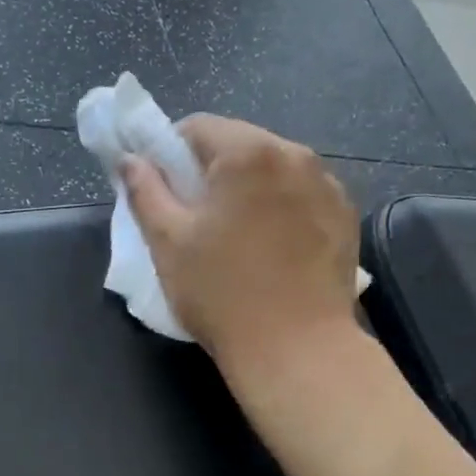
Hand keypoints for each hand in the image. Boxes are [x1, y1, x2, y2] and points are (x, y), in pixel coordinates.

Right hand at [121, 114, 360, 377]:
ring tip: (233, 234)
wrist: (296, 349)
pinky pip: (300, 194)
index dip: (168, 152)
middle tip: (192, 216)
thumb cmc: (221, 291)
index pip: (197, 126)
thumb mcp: (167, 241)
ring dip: (246, 187)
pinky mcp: (345, 216)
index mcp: (248, 153)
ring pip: (271, 169)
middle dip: (209, 170)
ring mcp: (327, 185)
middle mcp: (295, 155)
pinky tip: (269, 247)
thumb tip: (130, 160)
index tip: (160, 189)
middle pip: (238, 144)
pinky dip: (278, 207)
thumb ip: (144, 191)